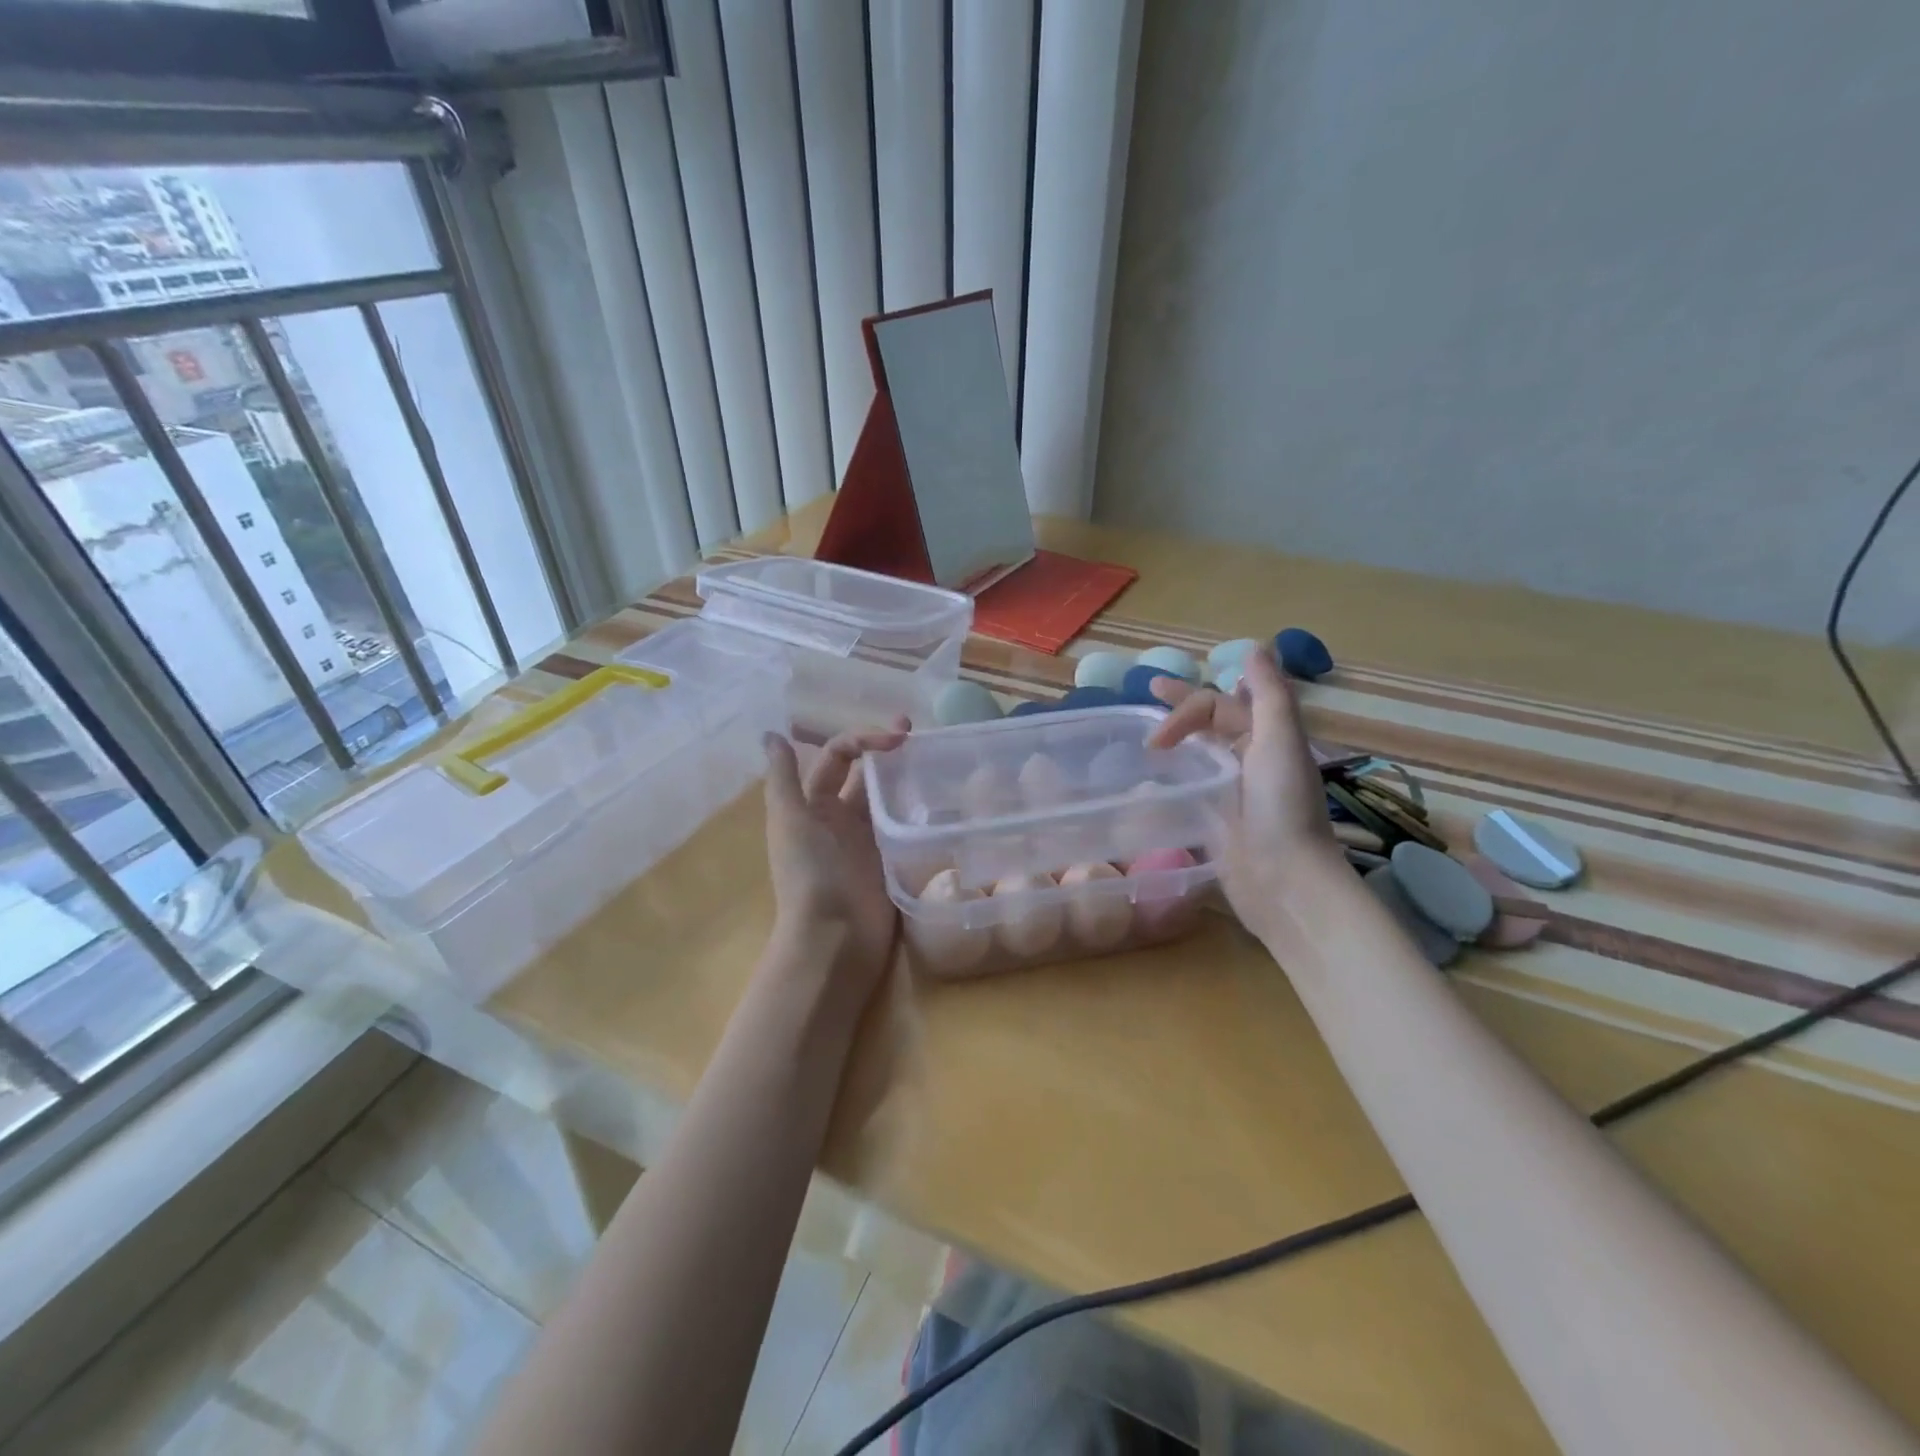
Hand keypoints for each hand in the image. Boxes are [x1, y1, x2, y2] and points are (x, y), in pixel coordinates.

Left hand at [761, 722, 909, 1001]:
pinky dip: (922, 809)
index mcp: (814, 804)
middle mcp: (842, 817)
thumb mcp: (789, 820)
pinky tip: (943, 795)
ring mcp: (871, 839)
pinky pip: (908, 825)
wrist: (835, 935)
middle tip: (919, 732)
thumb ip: (783, 777)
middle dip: (888, 750)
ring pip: (890, 796)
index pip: (839, 756)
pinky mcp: (894, 859)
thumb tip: (770, 734)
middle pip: (867, 773)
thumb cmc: (809, 874)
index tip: (897, 736)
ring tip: (936, 756)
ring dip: (907, 775)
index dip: (863, 739)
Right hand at [1146, 648, 1341, 934]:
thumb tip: (1256, 647)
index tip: (1158, 737)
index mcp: (1266, 738)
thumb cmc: (1282, 809)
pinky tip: (1149, 781)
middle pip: (1210, 722)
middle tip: (1147, 689)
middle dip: (1181, 706)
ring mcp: (1231, 791)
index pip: (1219, 706)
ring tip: (1142, 738)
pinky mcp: (1216, 820)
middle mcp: (1249, 759)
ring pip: (1199, 752)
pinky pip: (1191, 787)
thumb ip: (1270, 694)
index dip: (1187, 709)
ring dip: (1176, 739)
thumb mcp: (1281, 742)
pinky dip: (1171, 778)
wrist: (1284, 882)